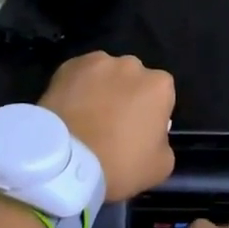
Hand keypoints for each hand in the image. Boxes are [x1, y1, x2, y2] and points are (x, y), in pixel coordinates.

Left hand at [38, 52, 175, 203]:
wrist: (65, 161)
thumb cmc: (119, 164)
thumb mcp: (160, 166)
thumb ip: (163, 140)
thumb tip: (153, 133)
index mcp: (159, 85)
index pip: (162, 95)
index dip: (150, 113)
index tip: (139, 131)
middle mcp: (131, 65)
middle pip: (133, 79)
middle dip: (127, 95)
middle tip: (112, 123)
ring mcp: (97, 61)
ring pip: (105, 74)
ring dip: (101, 88)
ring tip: (86, 116)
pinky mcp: (68, 65)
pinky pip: (79, 75)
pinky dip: (76, 87)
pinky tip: (68, 109)